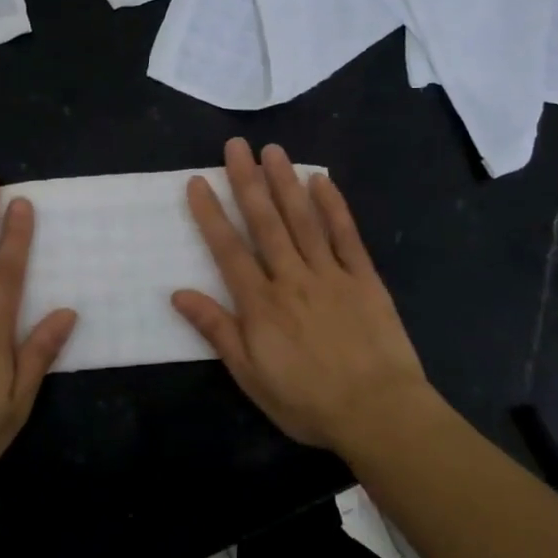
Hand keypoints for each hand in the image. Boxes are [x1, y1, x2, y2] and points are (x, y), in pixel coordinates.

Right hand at [173, 139, 430, 455]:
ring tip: (272, 150)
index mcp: (261, 304)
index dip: (211, 214)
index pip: (229, 250)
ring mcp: (331, 275)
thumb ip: (218, 330)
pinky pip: (347, 236)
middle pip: (266, 223)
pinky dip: (334, 206)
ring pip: (304, 220)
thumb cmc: (307, 401)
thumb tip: (179, 294)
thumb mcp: (251, 376)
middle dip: (247, 182)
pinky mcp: (364, 279)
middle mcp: (292, 278)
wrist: (378, 412)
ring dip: (286, 183)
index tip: (198, 181)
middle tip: (235, 146)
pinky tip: (322, 180)